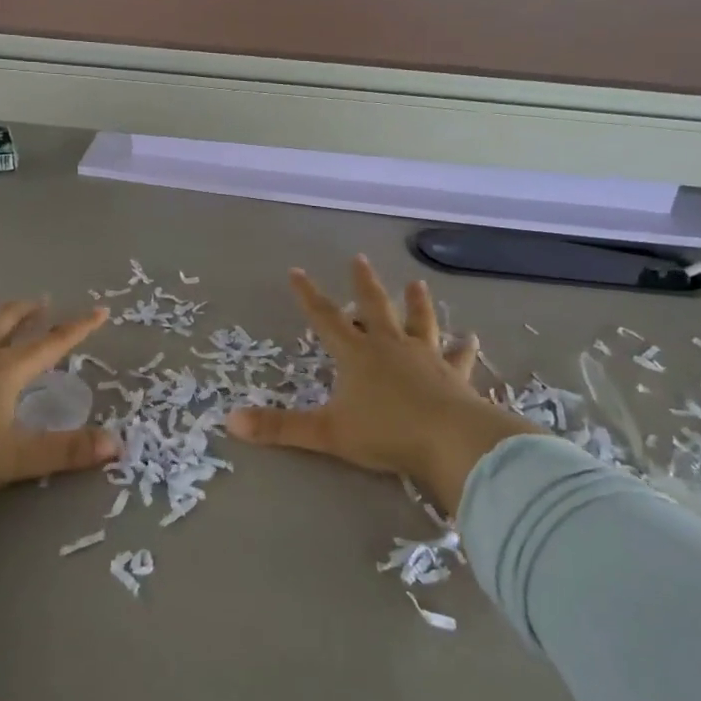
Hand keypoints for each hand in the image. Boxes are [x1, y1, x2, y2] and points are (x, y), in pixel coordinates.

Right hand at [228, 255, 543, 512]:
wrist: (451, 441)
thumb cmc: (385, 433)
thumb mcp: (326, 432)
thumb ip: (279, 428)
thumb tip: (229, 421)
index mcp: (357, 354)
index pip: (325, 317)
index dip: (308, 295)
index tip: (297, 271)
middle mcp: (390, 346)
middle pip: (374, 307)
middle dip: (363, 284)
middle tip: (359, 259)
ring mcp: (425, 358)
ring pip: (419, 322)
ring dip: (416, 303)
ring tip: (417, 284)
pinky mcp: (454, 376)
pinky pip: (458, 357)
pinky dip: (463, 348)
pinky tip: (471, 339)